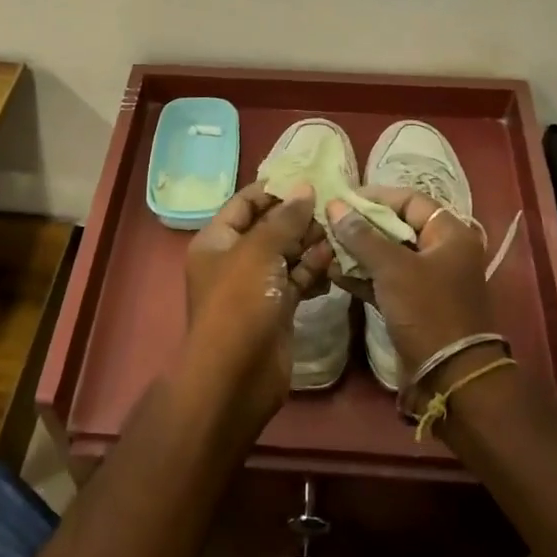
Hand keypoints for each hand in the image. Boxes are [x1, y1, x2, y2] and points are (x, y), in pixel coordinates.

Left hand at [184, 185, 332, 430]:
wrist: (236, 377)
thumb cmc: (240, 303)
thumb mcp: (259, 251)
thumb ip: (284, 218)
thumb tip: (305, 188)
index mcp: (217, 240)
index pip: (245, 202)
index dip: (275, 189)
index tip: (310, 179)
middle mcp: (235, 259)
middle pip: (270, 227)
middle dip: (300, 218)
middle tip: (334, 209)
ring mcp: (256, 285)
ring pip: (288, 254)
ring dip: (312, 244)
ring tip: (340, 235)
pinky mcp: (277, 308)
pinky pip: (298, 280)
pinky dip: (314, 271)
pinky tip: (336, 265)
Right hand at [326, 187, 493, 380]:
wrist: (449, 376)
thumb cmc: (427, 310)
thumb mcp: (393, 268)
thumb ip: (362, 235)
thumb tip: (335, 206)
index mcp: (450, 234)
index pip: (411, 200)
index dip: (377, 196)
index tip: (344, 198)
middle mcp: (442, 251)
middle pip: (397, 227)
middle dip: (362, 225)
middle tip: (329, 221)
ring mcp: (428, 280)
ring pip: (388, 255)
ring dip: (358, 251)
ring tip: (325, 245)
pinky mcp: (413, 304)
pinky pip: (385, 281)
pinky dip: (363, 276)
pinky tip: (333, 272)